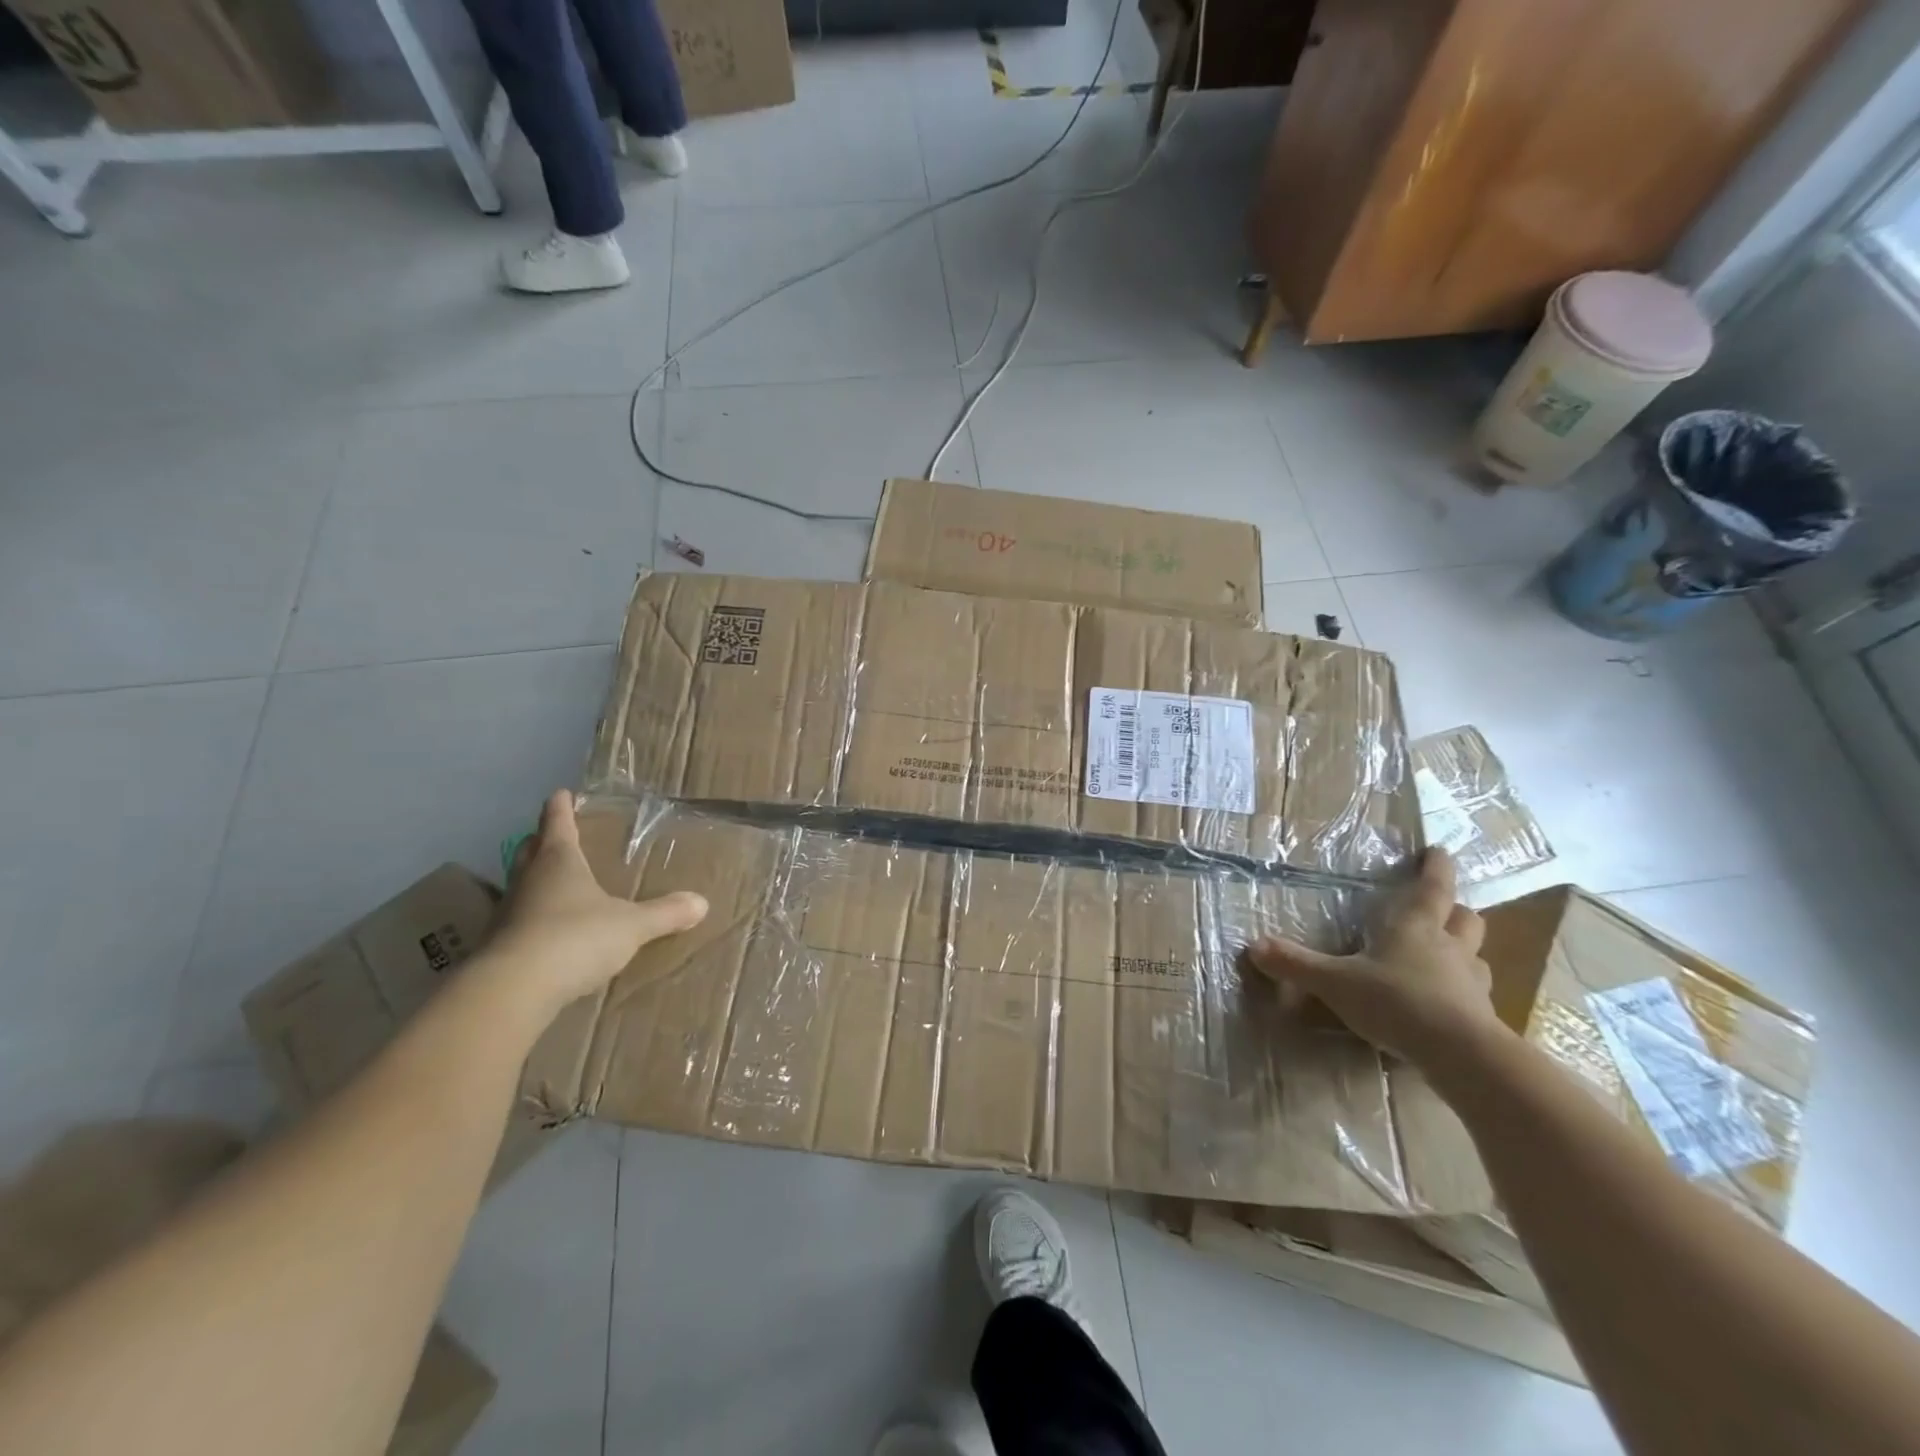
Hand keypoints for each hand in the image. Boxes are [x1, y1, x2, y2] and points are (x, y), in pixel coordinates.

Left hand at [484, 791, 707, 1017]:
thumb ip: (665, 913)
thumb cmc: (575, 938)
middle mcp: (528, 879)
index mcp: (558, 860)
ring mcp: (507, 912)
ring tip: (555, 885)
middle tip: (557, 837)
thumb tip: (701, 902)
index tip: (562, 794)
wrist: (513, 990)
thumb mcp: (631, 925)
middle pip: (530, 849)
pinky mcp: (497, 946)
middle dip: (542, 841)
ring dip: (534, 880)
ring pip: (520, 884)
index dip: (561, 806)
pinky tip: (546, 932)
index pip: (557, 822)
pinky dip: (530, 919)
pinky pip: (516, 921)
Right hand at [1247, 849, 1502, 1068]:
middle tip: (1440, 910)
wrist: (1461, 1055)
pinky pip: (1476, 996)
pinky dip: (1463, 993)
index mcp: (1416, 927)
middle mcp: (1449, 947)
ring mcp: (1471, 983)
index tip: (1437, 851)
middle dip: (1455, 910)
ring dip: (1464, 951)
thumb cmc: (1396, 1002)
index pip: (1433, 886)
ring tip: (1446, 958)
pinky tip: (1447, 1005)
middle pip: (1466, 918)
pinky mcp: (1483, 1018)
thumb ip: (1296, 964)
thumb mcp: (1335, 982)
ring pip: (1476, 956)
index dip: (1436, 866)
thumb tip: (1253, 946)